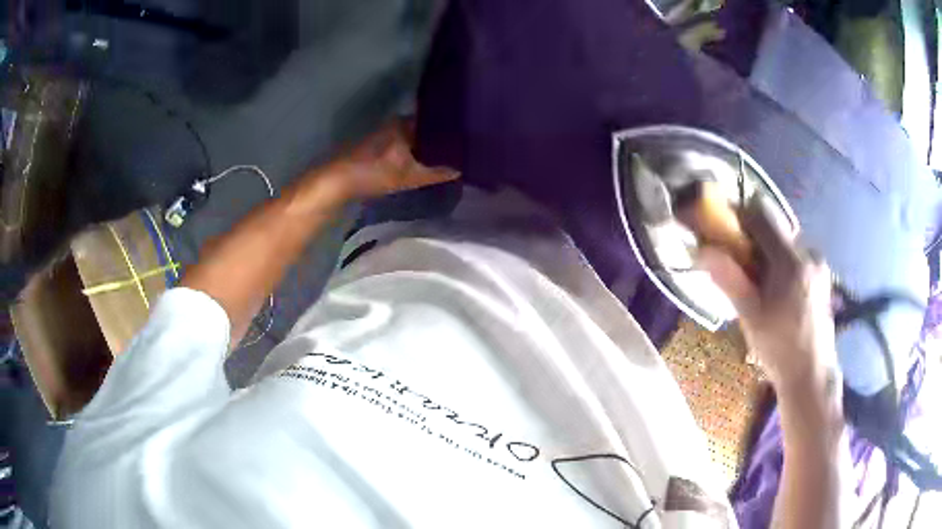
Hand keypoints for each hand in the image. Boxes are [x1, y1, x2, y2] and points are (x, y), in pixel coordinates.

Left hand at [316, 119, 459, 201]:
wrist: (337, 181)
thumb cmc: (374, 173)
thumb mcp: (410, 177)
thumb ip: (437, 173)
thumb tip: (461, 169)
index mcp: (405, 123)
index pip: (435, 119)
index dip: (450, 127)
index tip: (466, 134)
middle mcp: (395, 122)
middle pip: (424, 127)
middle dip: (439, 136)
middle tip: (459, 145)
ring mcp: (384, 132)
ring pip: (413, 135)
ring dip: (425, 143)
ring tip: (446, 152)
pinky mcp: (376, 144)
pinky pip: (402, 142)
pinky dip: (412, 149)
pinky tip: (421, 159)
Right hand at [697, 197, 837, 389]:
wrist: (811, 373)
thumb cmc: (779, 348)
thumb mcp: (751, 317)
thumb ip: (729, 279)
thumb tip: (702, 251)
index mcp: (791, 261)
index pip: (761, 214)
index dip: (738, 215)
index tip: (722, 230)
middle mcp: (808, 252)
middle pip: (774, 225)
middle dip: (753, 237)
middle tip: (739, 264)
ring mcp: (818, 263)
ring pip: (785, 240)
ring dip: (767, 251)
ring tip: (758, 283)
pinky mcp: (821, 274)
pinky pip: (796, 254)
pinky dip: (780, 261)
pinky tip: (776, 290)